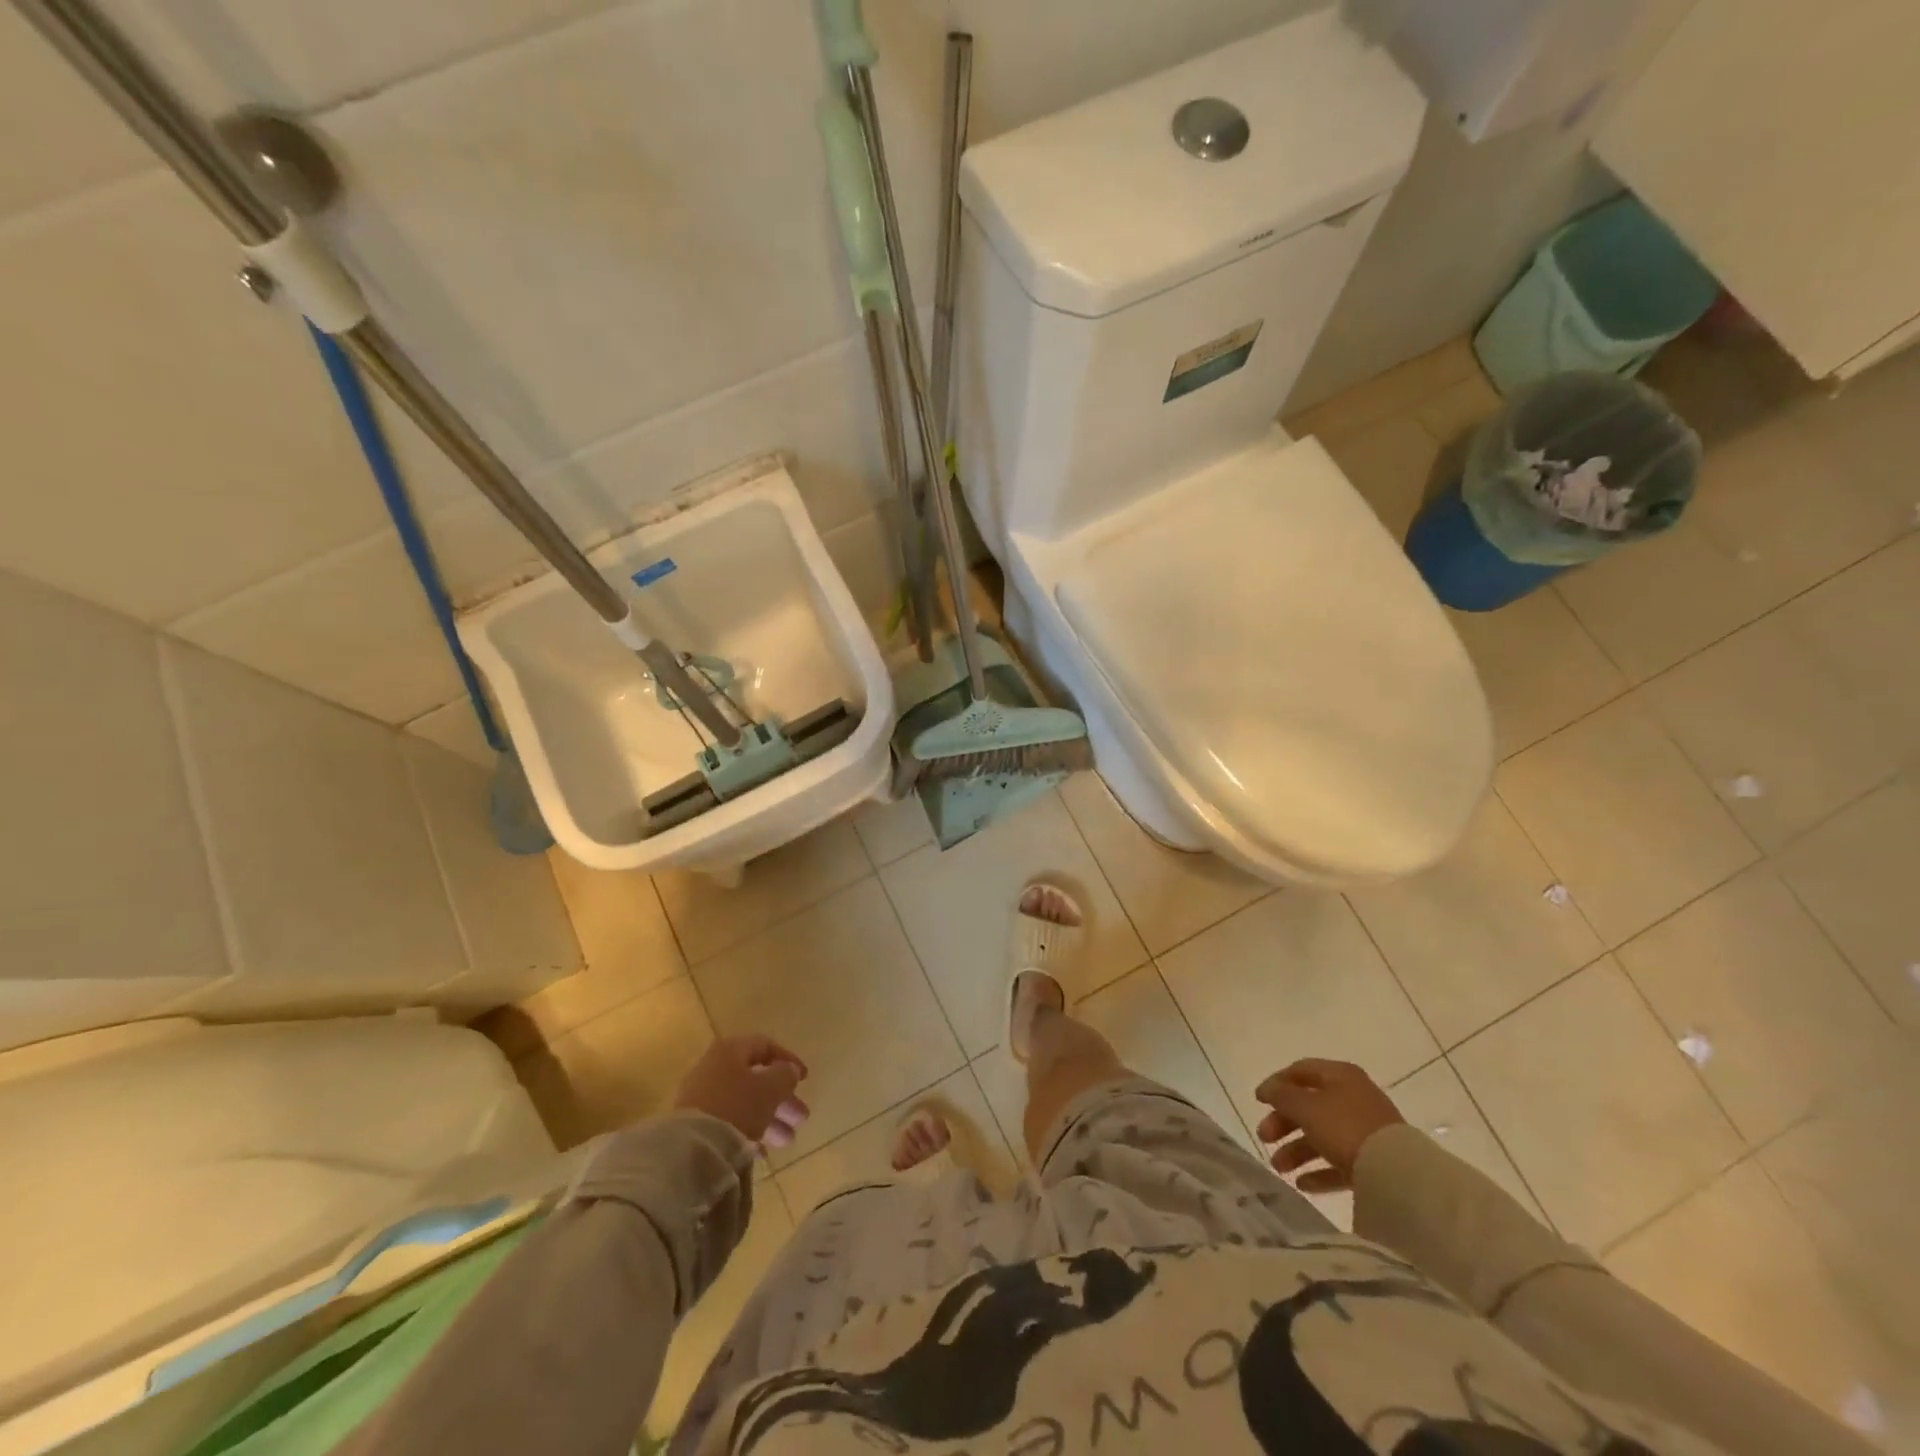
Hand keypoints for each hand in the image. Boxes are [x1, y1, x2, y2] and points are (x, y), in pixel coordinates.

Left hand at [674, 1035, 810, 1149]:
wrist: (690, 1148)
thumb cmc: (736, 1107)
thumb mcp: (770, 1088)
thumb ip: (784, 1075)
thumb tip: (788, 1070)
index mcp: (731, 1051)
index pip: (765, 1046)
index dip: (788, 1060)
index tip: (804, 1079)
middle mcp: (714, 1068)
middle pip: (755, 1078)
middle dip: (782, 1098)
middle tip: (801, 1117)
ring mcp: (702, 1097)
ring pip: (744, 1103)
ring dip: (770, 1119)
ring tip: (787, 1140)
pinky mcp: (695, 1124)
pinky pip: (729, 1122)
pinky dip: (748, 1132)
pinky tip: (762, 1152)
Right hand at [1255, 1059, 1405, 1192]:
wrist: (1397, 1174)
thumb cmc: (1345, 1127)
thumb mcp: (1305, 1107)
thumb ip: (1281, 1096)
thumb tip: (1269, 1089)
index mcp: (1340, 1076)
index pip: (1301, 1071)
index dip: (1276, 1083)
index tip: (1258, 1101)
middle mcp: (1353, 1098)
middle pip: (1309, 1106)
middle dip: (1283, 1123)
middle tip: (1264, 1137)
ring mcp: (1365, 1131)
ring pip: (1322, 1136)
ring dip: (1297, 1150)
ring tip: (1279, 1168)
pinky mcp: (1373, 1161)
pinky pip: (1339, 1162)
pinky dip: (1319, 1171)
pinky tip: (1302, 1184)